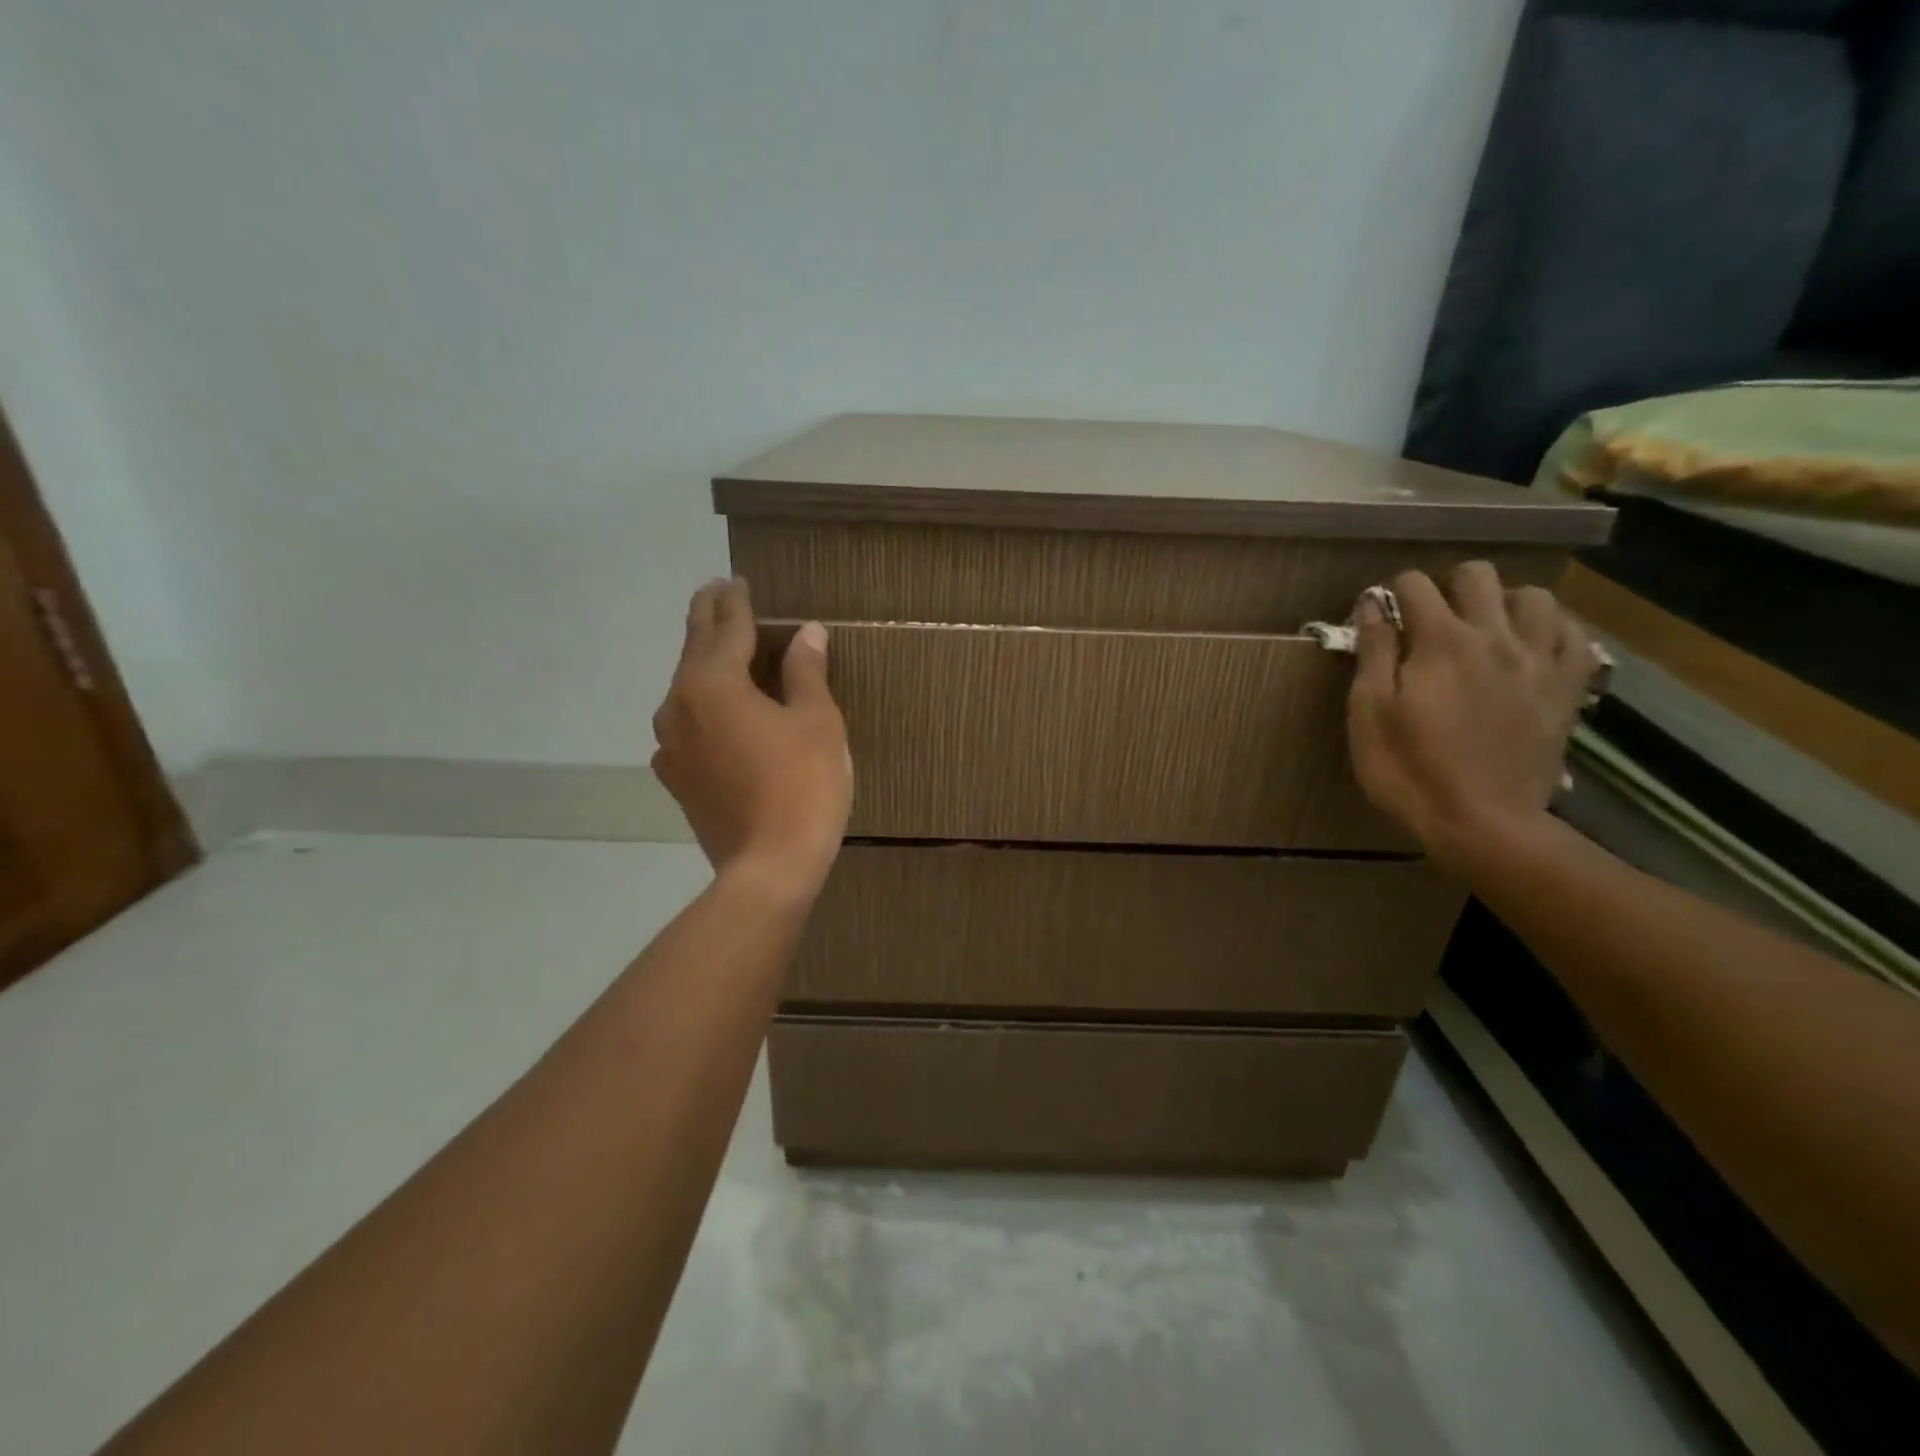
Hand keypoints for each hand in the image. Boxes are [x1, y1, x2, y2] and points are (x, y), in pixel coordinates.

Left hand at [651, 579, 850, 896]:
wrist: (768, 867)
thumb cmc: (803, 786)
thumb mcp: (817, 722)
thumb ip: (806, 671)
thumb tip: (806, 632)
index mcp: (714, 683)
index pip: (726, 628)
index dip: (736, 602)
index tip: (738, 581)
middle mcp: (680, 705)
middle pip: (694, 649)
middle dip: (708, 618)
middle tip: (717, 593)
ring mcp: (670, 744)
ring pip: (685, 687)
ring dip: (702, 662)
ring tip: (720, 648)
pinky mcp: (675, 777)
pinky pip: (684, 725)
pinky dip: (699, 706)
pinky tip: (712, 713)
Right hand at [1347, 564, 1599, 870]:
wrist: (1482, 823)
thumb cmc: (1409, 769)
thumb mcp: (1369, 713)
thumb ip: (1373, 652)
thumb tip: (1372, 604)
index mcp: (1440, 642)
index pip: (1414, 585)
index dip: (1392, 594)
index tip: (1381, 618)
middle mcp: (1495, 636)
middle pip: (1477, 575)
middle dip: (1447, 586)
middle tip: (1430, 620)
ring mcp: (1539, 660)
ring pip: (1534, 596)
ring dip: (1503, 602)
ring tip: (1484, 629)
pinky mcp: (1568, 687)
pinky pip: (1574, 635)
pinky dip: (1551, 629)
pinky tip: (1530, 647)